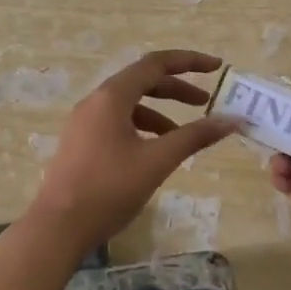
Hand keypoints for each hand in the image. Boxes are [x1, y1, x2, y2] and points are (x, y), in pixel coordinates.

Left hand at [27, 49, 239, 242]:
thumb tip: (232, 120)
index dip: (189, 62)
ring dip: (159, 111)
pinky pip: (117, 122)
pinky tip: (154, 152)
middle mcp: (95, 101)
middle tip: (205, 102)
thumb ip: (195, 136)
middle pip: (142, 81)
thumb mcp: (158, 161)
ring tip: (182, 134)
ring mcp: (84, 122)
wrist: (58, 227)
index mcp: (112, 97)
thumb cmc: (109, 188)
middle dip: (176, 88)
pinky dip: (141, 127)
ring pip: (129, 104)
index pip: (155, 64)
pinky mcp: (80, 142)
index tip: (216, 67)